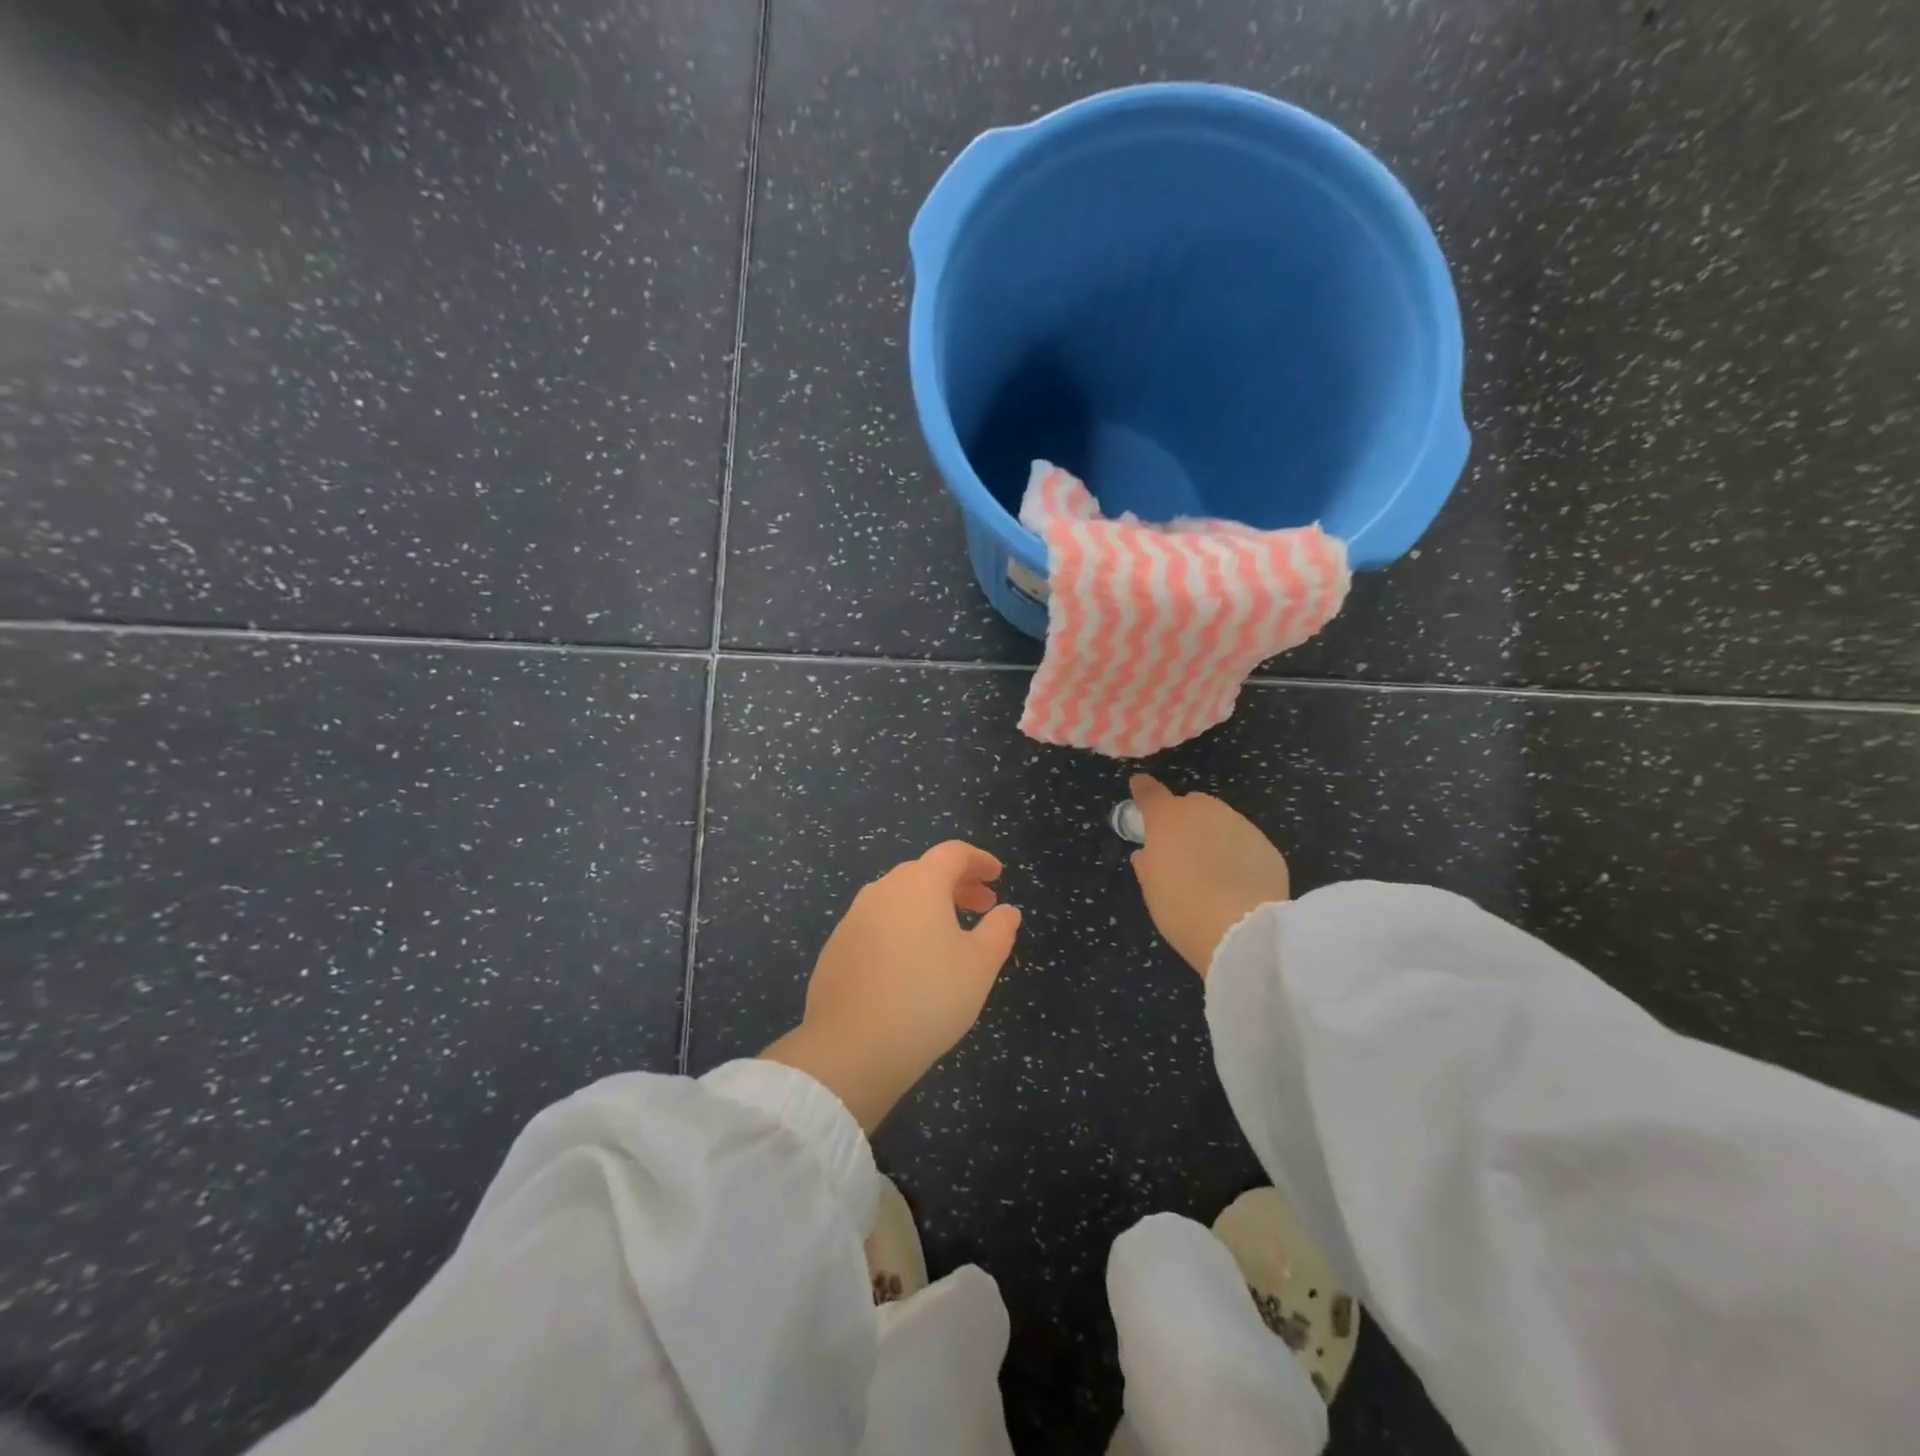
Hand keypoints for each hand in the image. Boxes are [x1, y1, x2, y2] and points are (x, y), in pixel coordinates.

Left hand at [761, 841, 1020, 1130]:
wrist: (852, 1046)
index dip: (979, 860)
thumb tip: (1008, 911)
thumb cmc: (928, 997)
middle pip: (924, 872)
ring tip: (949, 935)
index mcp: (919, 883)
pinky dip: (901, 928)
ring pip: (898, 898)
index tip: (997, 876)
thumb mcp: (979, 966)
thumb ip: (998, 931)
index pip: (953, 853)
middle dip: (957, 884)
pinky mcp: (836, 947)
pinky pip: (877, 924)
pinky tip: (910, 962)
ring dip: (928, 906)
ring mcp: (853, 917)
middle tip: (982, 906)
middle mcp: (883, 889)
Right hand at [1127, 774, 1288, 978]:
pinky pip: (1246, 844)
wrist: (1242, 931)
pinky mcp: (1268, 846)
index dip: (1143, 789)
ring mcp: (1241, 825)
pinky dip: (1239, 855)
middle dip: (1186, 820)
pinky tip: (1238, 883)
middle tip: (1182, 850)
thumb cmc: (1182, 908)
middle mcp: (1205, 812)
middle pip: (1191, 805)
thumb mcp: (1152, 889)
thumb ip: (1148, 864)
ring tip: (1214, 870)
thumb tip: (1147, 853)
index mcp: (1168, 819)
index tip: (1139, 786)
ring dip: (1214, 837)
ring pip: (1222, 822)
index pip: (1150, 793)